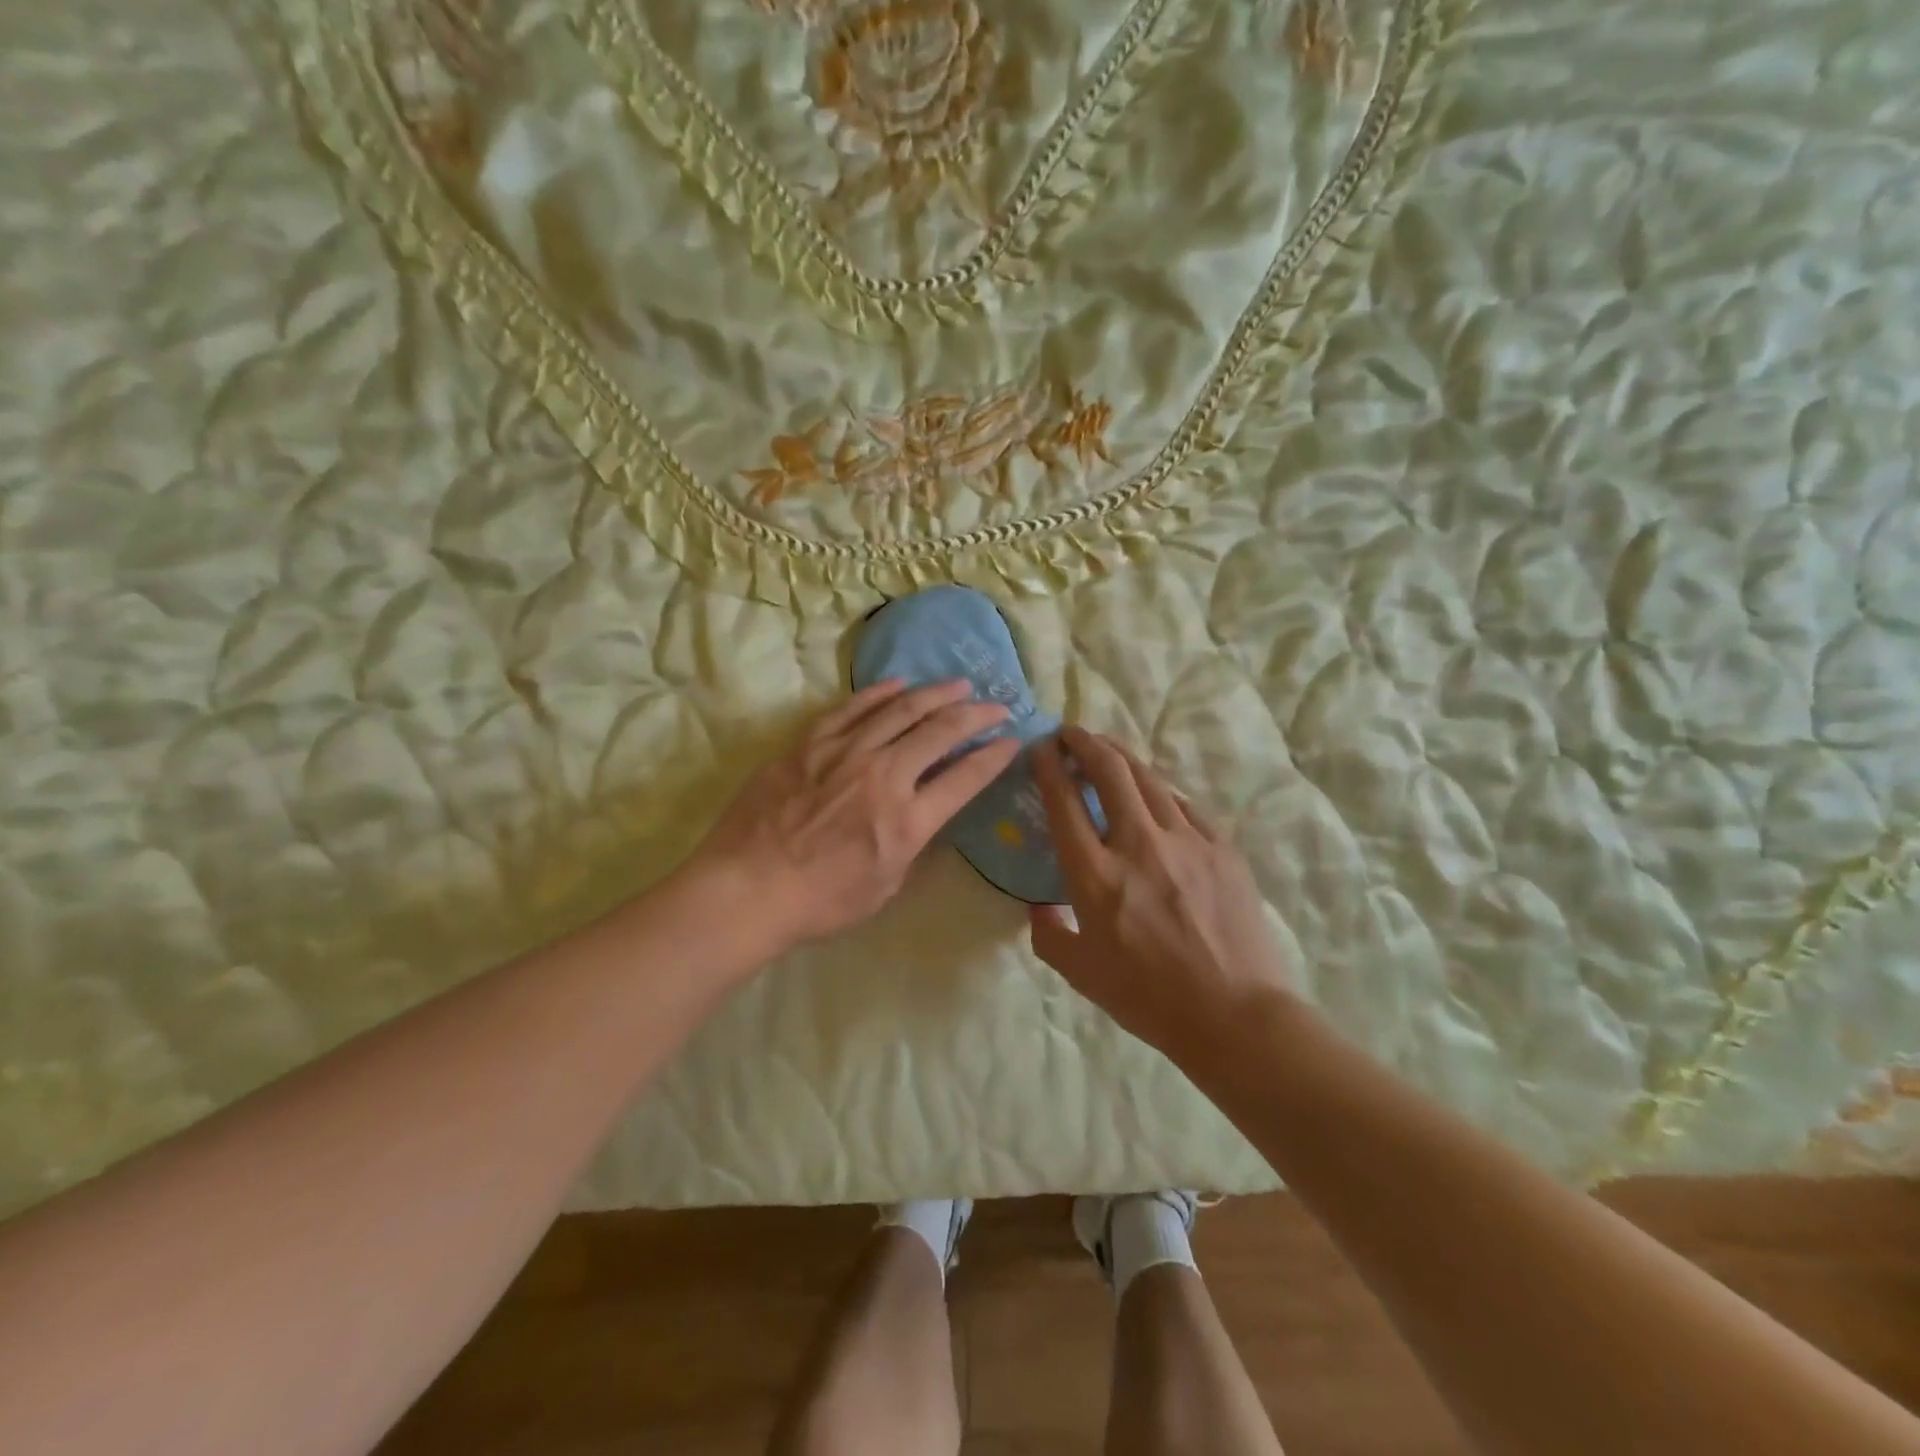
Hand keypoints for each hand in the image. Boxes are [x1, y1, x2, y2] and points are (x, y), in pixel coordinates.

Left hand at [687, 679, 1019, 955]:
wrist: (746, 889)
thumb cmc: (819, 903)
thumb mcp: (884, 888)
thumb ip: (911, 846)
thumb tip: (924, 816)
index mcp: (909, 820)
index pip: (966, 778)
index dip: (995, 756)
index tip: (1012, 741)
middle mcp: (885, 776)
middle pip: (941, 732)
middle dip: (977, 715)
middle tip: (996, 705)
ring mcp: (846, 753)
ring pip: (901, 710)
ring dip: (936, 694)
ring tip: (958, 684)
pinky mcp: (810, 743)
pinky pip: (852, 708)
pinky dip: (880, 693)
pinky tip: (900, 684)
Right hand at [1029, 726, 1299, 1067]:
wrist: (1235, 1015)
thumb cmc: (1149, 998)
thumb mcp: (1080, 973)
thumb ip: (1048, 933)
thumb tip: (1038, 906)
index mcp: (1096, 876)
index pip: (1064, 801)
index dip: (1049, 766)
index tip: (1041, 748)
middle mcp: (1138, 845)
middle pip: (1109, 770)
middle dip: (1085, 742)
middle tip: (1072, 733)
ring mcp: (1186, 841)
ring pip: (1149, 778)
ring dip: (1122, 756)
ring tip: (1106, 748)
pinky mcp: (1221, 847)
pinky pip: (1185, 805)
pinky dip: (1161, 791)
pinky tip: (1155, 794)